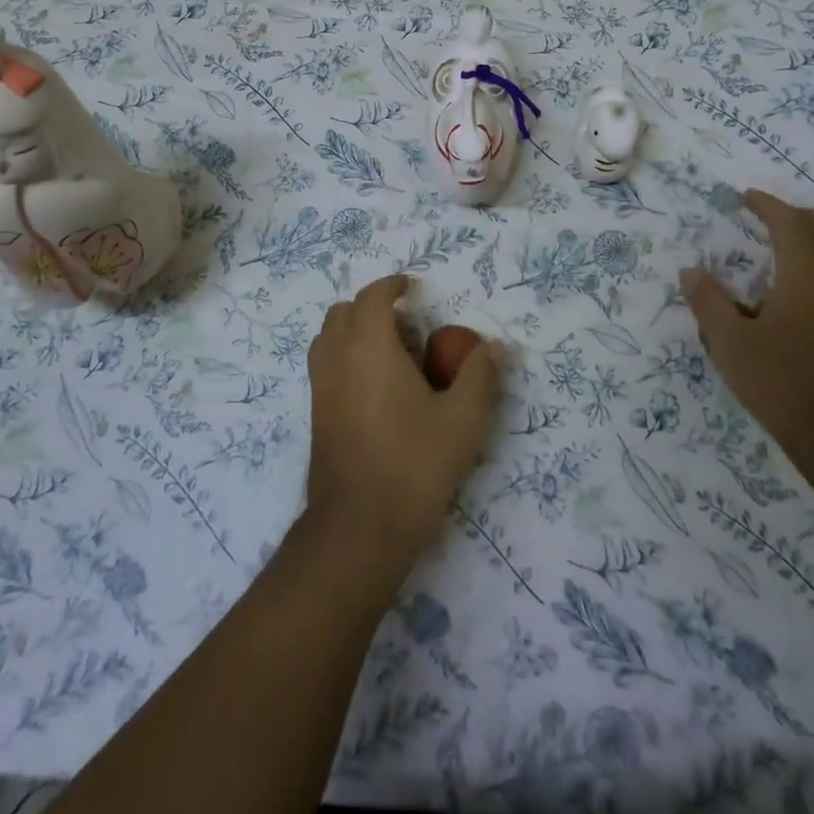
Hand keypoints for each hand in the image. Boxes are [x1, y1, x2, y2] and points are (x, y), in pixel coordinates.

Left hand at [305, 273, 502, 569]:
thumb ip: (480, 375)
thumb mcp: (463, 419)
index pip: (372, 297)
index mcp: (370, 347)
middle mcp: (337, 359)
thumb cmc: (415, 464)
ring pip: (328, 339)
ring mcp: (320, 388)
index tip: (412, 287)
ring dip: (354, 331)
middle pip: (343, 312)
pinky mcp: (316, 415)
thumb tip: (498, 346)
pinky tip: (377, 391)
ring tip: (391, 356)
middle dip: (372, 307)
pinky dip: (345, 357)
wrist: (360, 527)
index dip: (391, 285)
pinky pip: (325, 366)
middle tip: (407, 328)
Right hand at [681, 189, 813, 474]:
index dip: (767, 205)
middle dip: (801, 215)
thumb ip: (709, 303)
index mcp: (809, 272)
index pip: (790, 222)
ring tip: (801, 245)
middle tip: (771, 220)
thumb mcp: (731, 345)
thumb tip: (690, 271)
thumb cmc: (786, 385)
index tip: (746, 197)